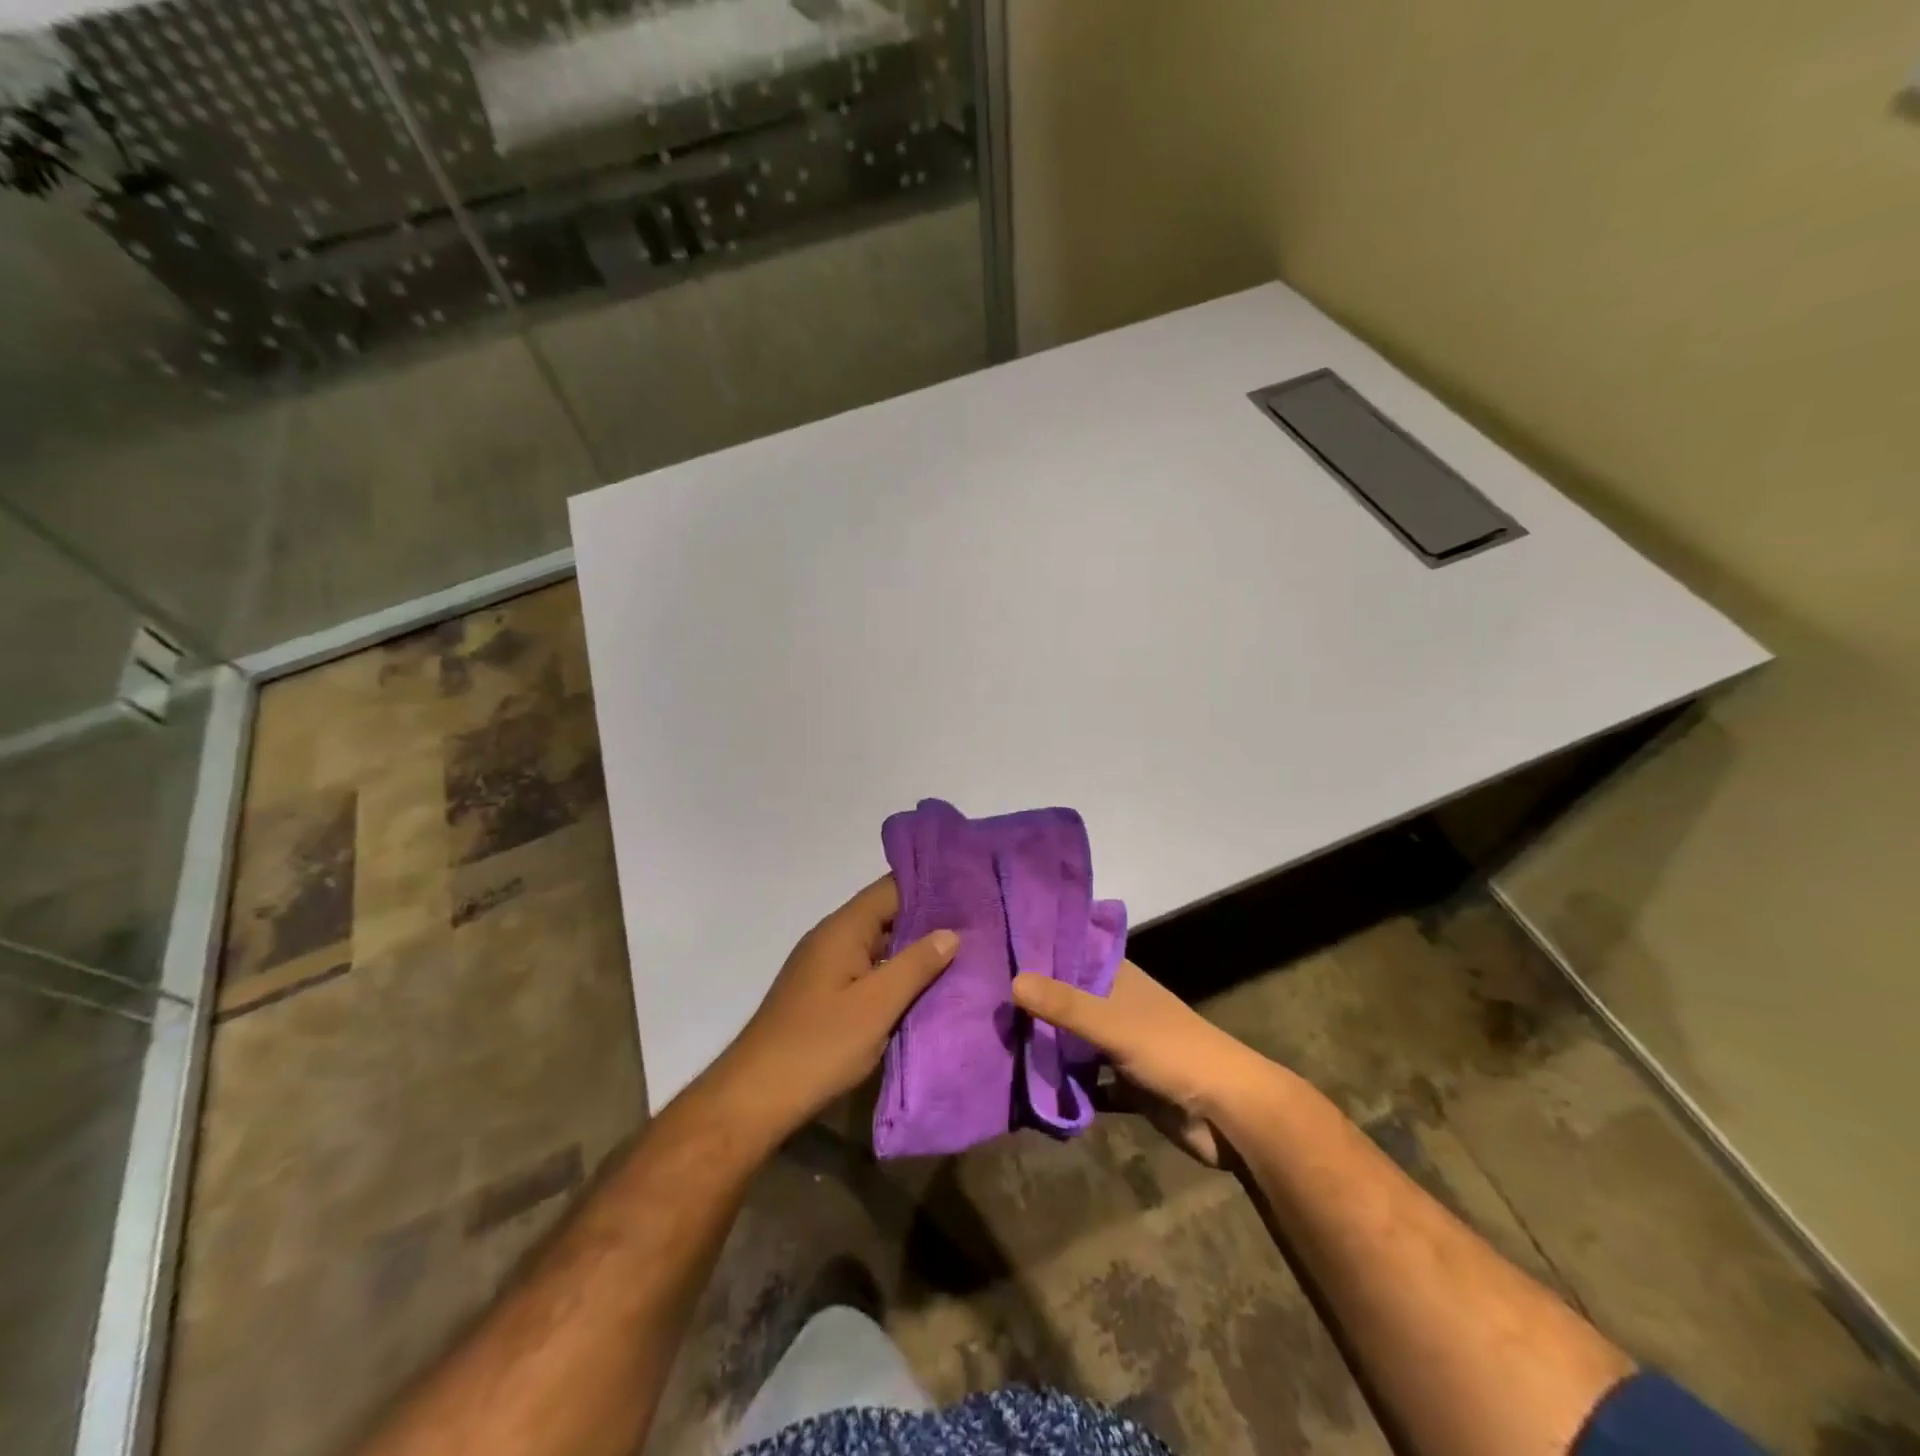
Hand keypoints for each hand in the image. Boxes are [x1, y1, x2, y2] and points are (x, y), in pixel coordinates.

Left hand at [712, 876, 957, 1140]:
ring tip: (962, 952)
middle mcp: (832, 938)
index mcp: (843, 929)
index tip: (969, 889)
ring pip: (878, 945)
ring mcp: (825, 967)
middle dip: (928, 919)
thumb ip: (916, 965)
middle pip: (885, 914)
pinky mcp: (824, 994)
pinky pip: (868, 970)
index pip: (891, 888)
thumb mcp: (877, 1005)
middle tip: (976, 924)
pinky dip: (895, 973)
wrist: (755, 1098)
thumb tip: (951, 932)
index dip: (930, 886)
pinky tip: (923, 987)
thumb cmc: (819, 1045)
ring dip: (913, 949)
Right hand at [1013, 960, 1280, 1165]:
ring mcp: (1121, 1045)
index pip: (1069, 953)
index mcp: (1117, 977)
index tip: (991, 950)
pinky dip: (1065, 1087)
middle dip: (1032, 1004)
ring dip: (1045, 1047)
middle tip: (978, 1002)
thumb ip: (1064, 1005)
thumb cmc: (1171, 1050)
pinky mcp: (1126, 1084)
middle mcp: (1116, 1004)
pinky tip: (1027, 1091)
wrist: (1229, 1113)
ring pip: (1073, 1042)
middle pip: (1066, 999)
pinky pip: (1086, 1082)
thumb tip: (1012, 981)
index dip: (1035, 952)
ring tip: (992, 1043)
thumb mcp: (1113, 1023)